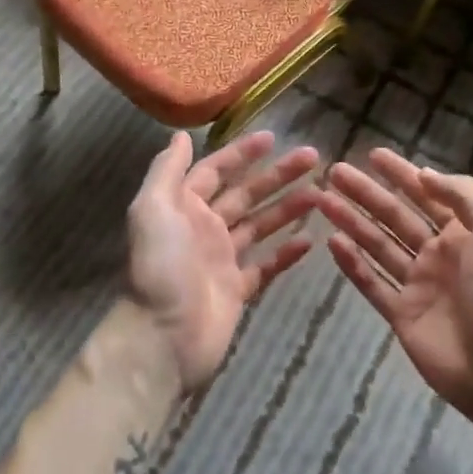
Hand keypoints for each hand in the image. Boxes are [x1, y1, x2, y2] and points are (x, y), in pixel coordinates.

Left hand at [127, 130, 319, 388]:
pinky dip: (286, 253)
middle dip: (276, 176)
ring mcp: (222, 260)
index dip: (242, 154)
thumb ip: (166, 170)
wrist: (162, 338)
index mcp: (183, 206)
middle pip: (245, 194)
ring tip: (320, 194)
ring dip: (287, 208)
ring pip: (260, 226)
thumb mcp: (152, 208)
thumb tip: (181, 135)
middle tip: (312, 158)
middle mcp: (203, 228)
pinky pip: (266, 265)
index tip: (273, 138)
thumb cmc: (159, 266)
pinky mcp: (237, 290)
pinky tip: (311, 240)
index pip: (216, 171)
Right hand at [320, 148, 472, 431]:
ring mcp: (418, 285)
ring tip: (322, 201)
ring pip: (377, 245)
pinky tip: (332, 242)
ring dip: (352, 221)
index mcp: (464, 233)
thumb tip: (424, 174)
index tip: (373, 154)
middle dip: (366, 193)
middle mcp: (439, 254)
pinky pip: (372, 283)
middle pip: (394, 216)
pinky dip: (353, 264)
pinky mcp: (402, 314)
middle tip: (335, 173)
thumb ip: (463, 196)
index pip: (426, 194)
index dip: (401, 173)